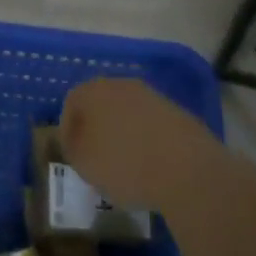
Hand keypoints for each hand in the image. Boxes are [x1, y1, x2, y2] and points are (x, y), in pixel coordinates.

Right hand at [60, 77, 218, 210]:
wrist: (187, 170)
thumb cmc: (124, 165)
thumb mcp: (84, 164)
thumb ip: (72, 148)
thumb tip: (77, 141)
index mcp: (93, 91)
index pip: (71, 103)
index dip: (68, 130)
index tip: (73, 155)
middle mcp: (122, 85)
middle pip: (100, 104)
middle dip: (96, 128)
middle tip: (96, 157)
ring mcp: (152, 96)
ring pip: (127, 112)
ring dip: (122, 133)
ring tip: (125, 164)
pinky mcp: (177, 112)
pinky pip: (151, 124)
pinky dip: (146, 139)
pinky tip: (150, 164)